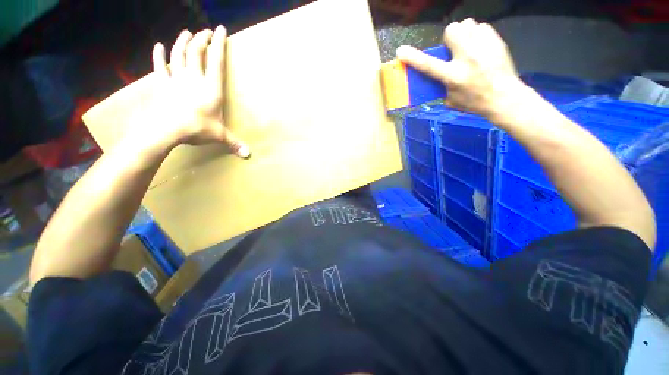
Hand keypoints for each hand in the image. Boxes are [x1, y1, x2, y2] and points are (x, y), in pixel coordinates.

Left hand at [133, 26, 249, 157]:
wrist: (167, 129)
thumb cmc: (197, 129)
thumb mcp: (220, 136)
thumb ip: (234, 143)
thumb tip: (248, 155)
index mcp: (211, 89)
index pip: (216, 61)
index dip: (219, 44)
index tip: (220, 29)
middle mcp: (194, 79)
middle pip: (196, 52)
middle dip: (201, 39)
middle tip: (205, 31)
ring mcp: (176, 79)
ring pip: (178, 54)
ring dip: (182, 41)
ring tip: (187, 32)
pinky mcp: (162, 84)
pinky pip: (159, 66)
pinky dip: (158, 55)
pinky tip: (159, 46)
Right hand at [397, 18, 524, 118]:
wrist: (505, 97)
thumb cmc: (475, 103)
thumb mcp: (451, 101)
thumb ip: (442, 87)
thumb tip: (438, 77)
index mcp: (453, 76)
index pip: (428, 65)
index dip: (413, 58)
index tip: (400, 51)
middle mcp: (466, 58)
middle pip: (451, 30)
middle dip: (449, 37)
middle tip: (453, 49)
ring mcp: (483, 46)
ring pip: (466, 24)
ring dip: (463, 33)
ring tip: (468, 46)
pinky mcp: (496, 40)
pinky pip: (481, 26)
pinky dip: (477, 34)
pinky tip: (481, 46)